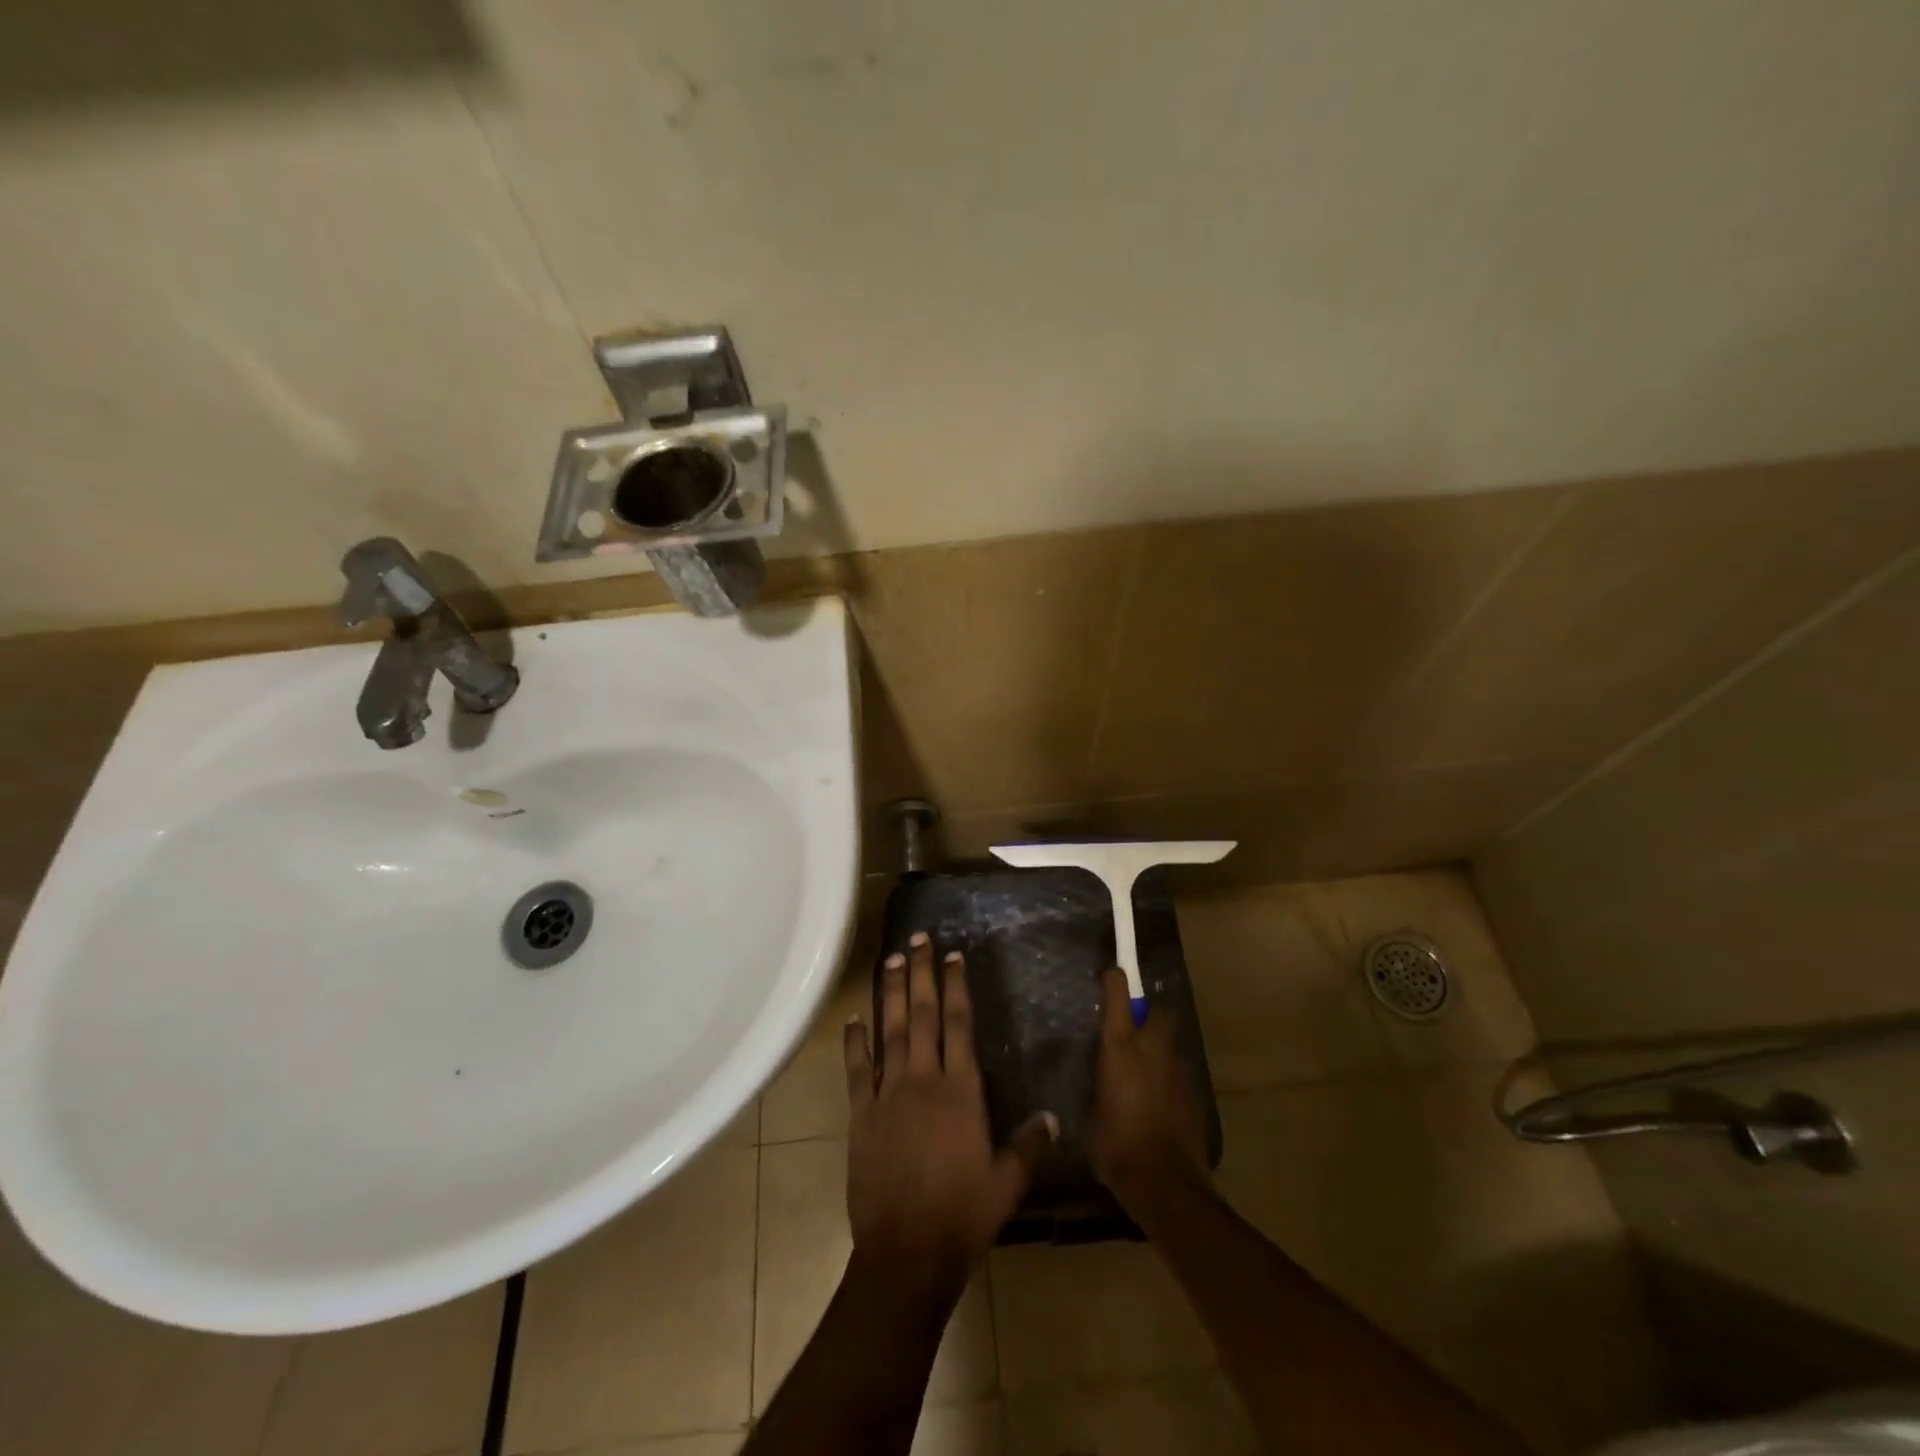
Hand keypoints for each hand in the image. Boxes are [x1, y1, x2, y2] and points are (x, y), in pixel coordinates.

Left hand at [844, 933, 1056, 1289]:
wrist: (907, 1253)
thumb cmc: (963, 1216)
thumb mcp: (1007, 1183)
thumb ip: (1029, 1145)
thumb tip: (1052, 1116)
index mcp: (961, 1091)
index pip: (959, 1025)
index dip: (956, 987)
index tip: (952, 956)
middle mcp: (924, 1080)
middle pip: (923, 1015)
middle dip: (921, 974)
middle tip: (917, 939)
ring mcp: (888, 1095)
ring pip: (890, 1032)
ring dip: (890, 994)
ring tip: (890, 960)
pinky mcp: (861, 1115)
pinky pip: (857, 1070)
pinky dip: (855, 1042)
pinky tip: (853, 1019)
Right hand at [1086, 965, 1210, 1213]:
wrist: (1166, 1184)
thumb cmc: (1116, 1147)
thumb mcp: (1090, 1114)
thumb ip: (1095, 1088)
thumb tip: (1098, 1083)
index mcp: (1120, 1047)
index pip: (1118, 994)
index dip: (1114, 980)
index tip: (1110, 975)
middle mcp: (1153, 1047)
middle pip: (1159, 1009)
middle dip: (1149, 1011)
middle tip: (1133, 1027)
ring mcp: (1179, 1069)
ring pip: (1171, 1041)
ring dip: (1159, 1047)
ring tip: (1143, 1071)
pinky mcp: (1195, 1093)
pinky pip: (1178, 1071)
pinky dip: (1168, 1076)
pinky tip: (1157, 1101)